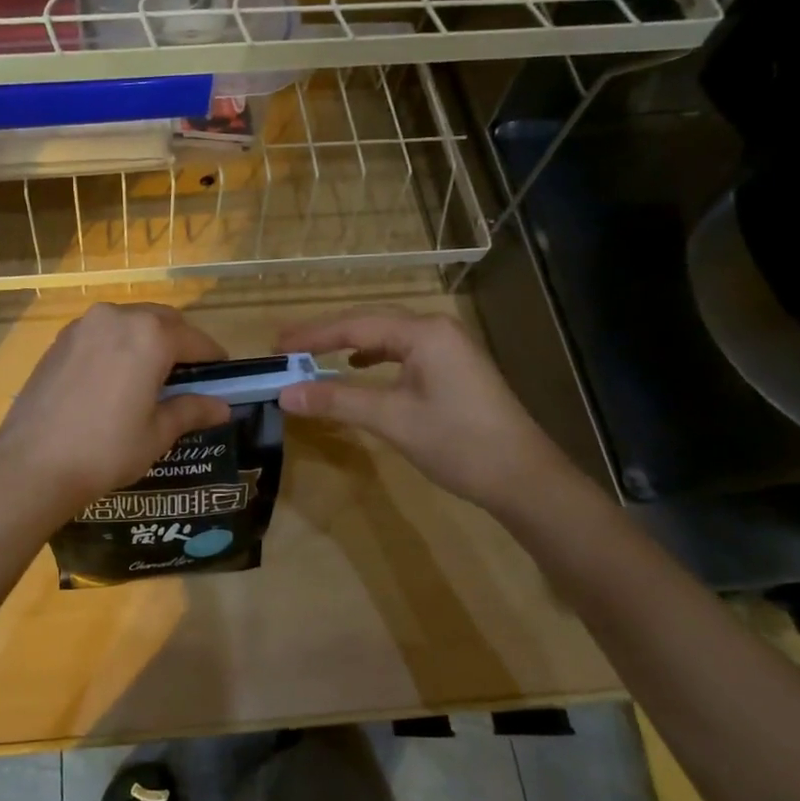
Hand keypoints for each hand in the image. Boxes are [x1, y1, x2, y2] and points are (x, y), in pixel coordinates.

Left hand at [0, 303, 232, 530]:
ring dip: (148, 339)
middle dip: (180, 341)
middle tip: (190, 373)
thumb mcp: (157, 433)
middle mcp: (117, 317)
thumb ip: (191, 410)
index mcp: (150, 335)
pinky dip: (118, 345)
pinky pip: (102, 332)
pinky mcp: (60, 340)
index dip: (213, 356)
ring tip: (153, 374)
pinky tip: (117, 376)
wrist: (32, 464)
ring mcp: (83, 325)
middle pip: (162, 321)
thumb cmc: (106, 450)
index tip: (223, 373)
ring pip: (129, 322)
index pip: (194, 339)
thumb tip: (221, 407)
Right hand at [276, 307, 569, 511]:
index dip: (312, 336)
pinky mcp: (453, 367)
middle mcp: (436, 329)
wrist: (523, 477)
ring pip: (386, 336)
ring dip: (348, 344)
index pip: (355, 326)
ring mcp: (448, 347)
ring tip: (313, 354)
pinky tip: (359, 367)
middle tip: (286, 347)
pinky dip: (374, 356)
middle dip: (326, 335)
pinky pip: (402, 350)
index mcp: (423, 332)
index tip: (276, 346)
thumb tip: (284, 394)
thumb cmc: (458, 443)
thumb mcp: (392, 420)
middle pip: (369, 322)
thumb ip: (337, 401)